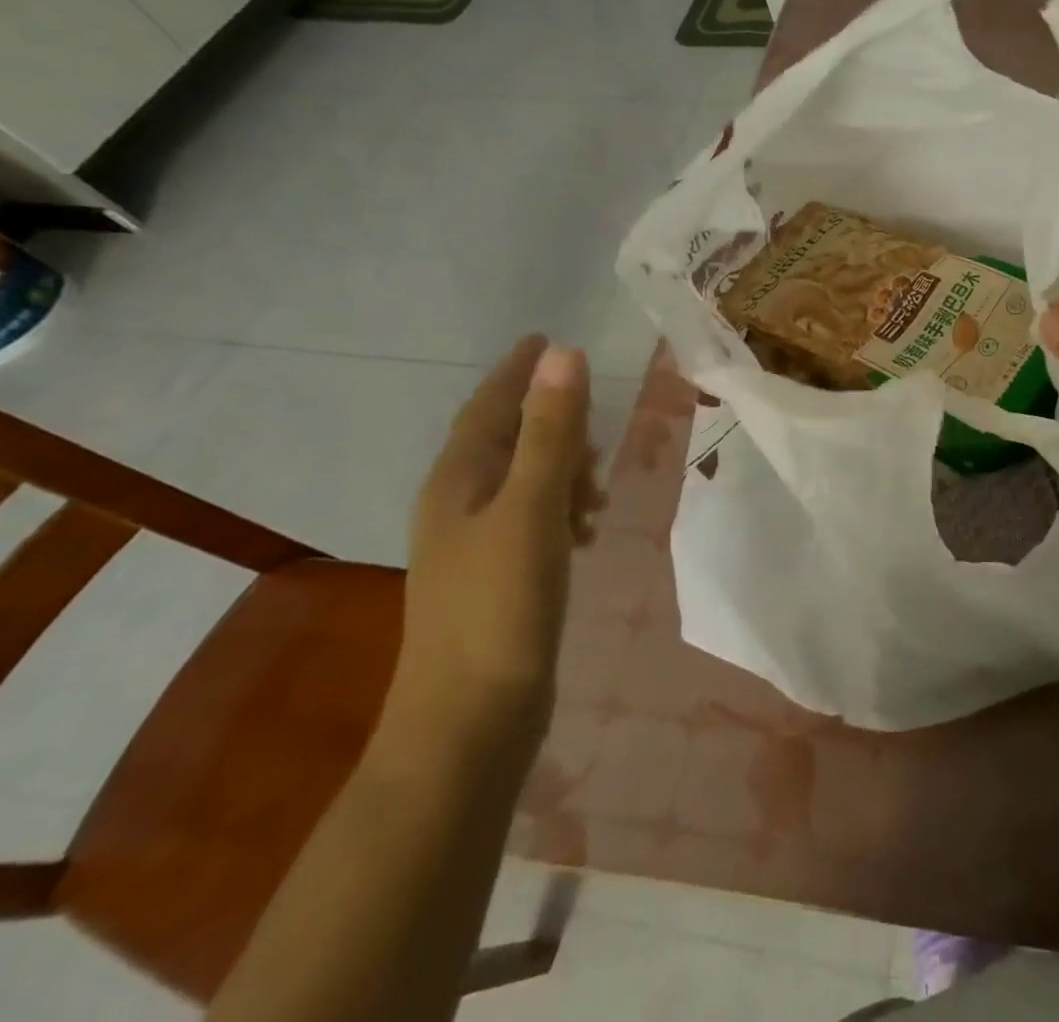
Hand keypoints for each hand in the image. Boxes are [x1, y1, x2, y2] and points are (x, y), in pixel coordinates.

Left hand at [384, 336, 603, 762]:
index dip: (518, 370)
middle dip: (552, 423)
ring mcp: (477, 545)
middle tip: (596, 429)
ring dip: (564, 469)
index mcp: (458, 481)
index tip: (546, 337)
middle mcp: (460, 505)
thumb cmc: (500, 605)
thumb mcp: (532, 508)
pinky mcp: (500, 577)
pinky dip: (564, 509)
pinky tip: (587, 529)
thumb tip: (563, 354)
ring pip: (526, 481)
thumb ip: (551, 432)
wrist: (469, 721)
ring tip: (600, 489)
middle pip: (507, 439)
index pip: (489, 406)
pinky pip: (536, 518)